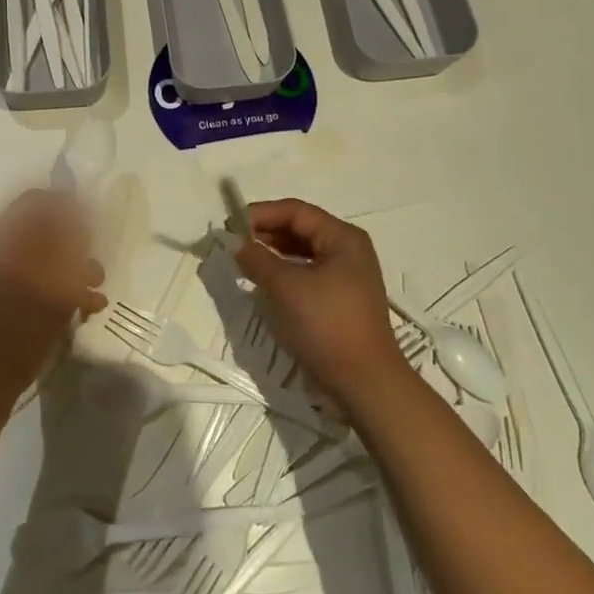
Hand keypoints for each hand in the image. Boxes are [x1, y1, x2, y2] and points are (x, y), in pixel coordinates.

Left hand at [0, 190, 106, 391]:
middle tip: (93, 258)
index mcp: (5, 234)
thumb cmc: (24, 312)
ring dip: (79, 268)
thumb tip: (80, 209)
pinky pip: (50, 283)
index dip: (65, 205)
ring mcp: (14, 275)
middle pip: (48, 229)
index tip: (91, 220)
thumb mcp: (53, 268)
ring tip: (96, 286)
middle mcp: (7, 249)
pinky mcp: (22, 300)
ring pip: (53, 257)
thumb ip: (68, 235)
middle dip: (77, 243)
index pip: (36, 201)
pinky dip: (70, 290)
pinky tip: (90, 305)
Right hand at [232, 198, 409, 408]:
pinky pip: (306, 274)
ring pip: (301, 253)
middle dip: (265, 233)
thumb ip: (257, 259)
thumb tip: (237, 243)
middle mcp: (347, 250)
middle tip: (233, 243)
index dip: (260, 214)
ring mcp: (346, 276)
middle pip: (299, 229)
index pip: (295, 211)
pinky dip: (283, 273)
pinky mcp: (339, 300)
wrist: (364, 383)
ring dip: (272, 254)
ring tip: (243, 261)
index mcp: (342, 237)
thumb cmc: (326, 324)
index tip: (229, 226)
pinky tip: (263, 283)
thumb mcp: (285, 287)